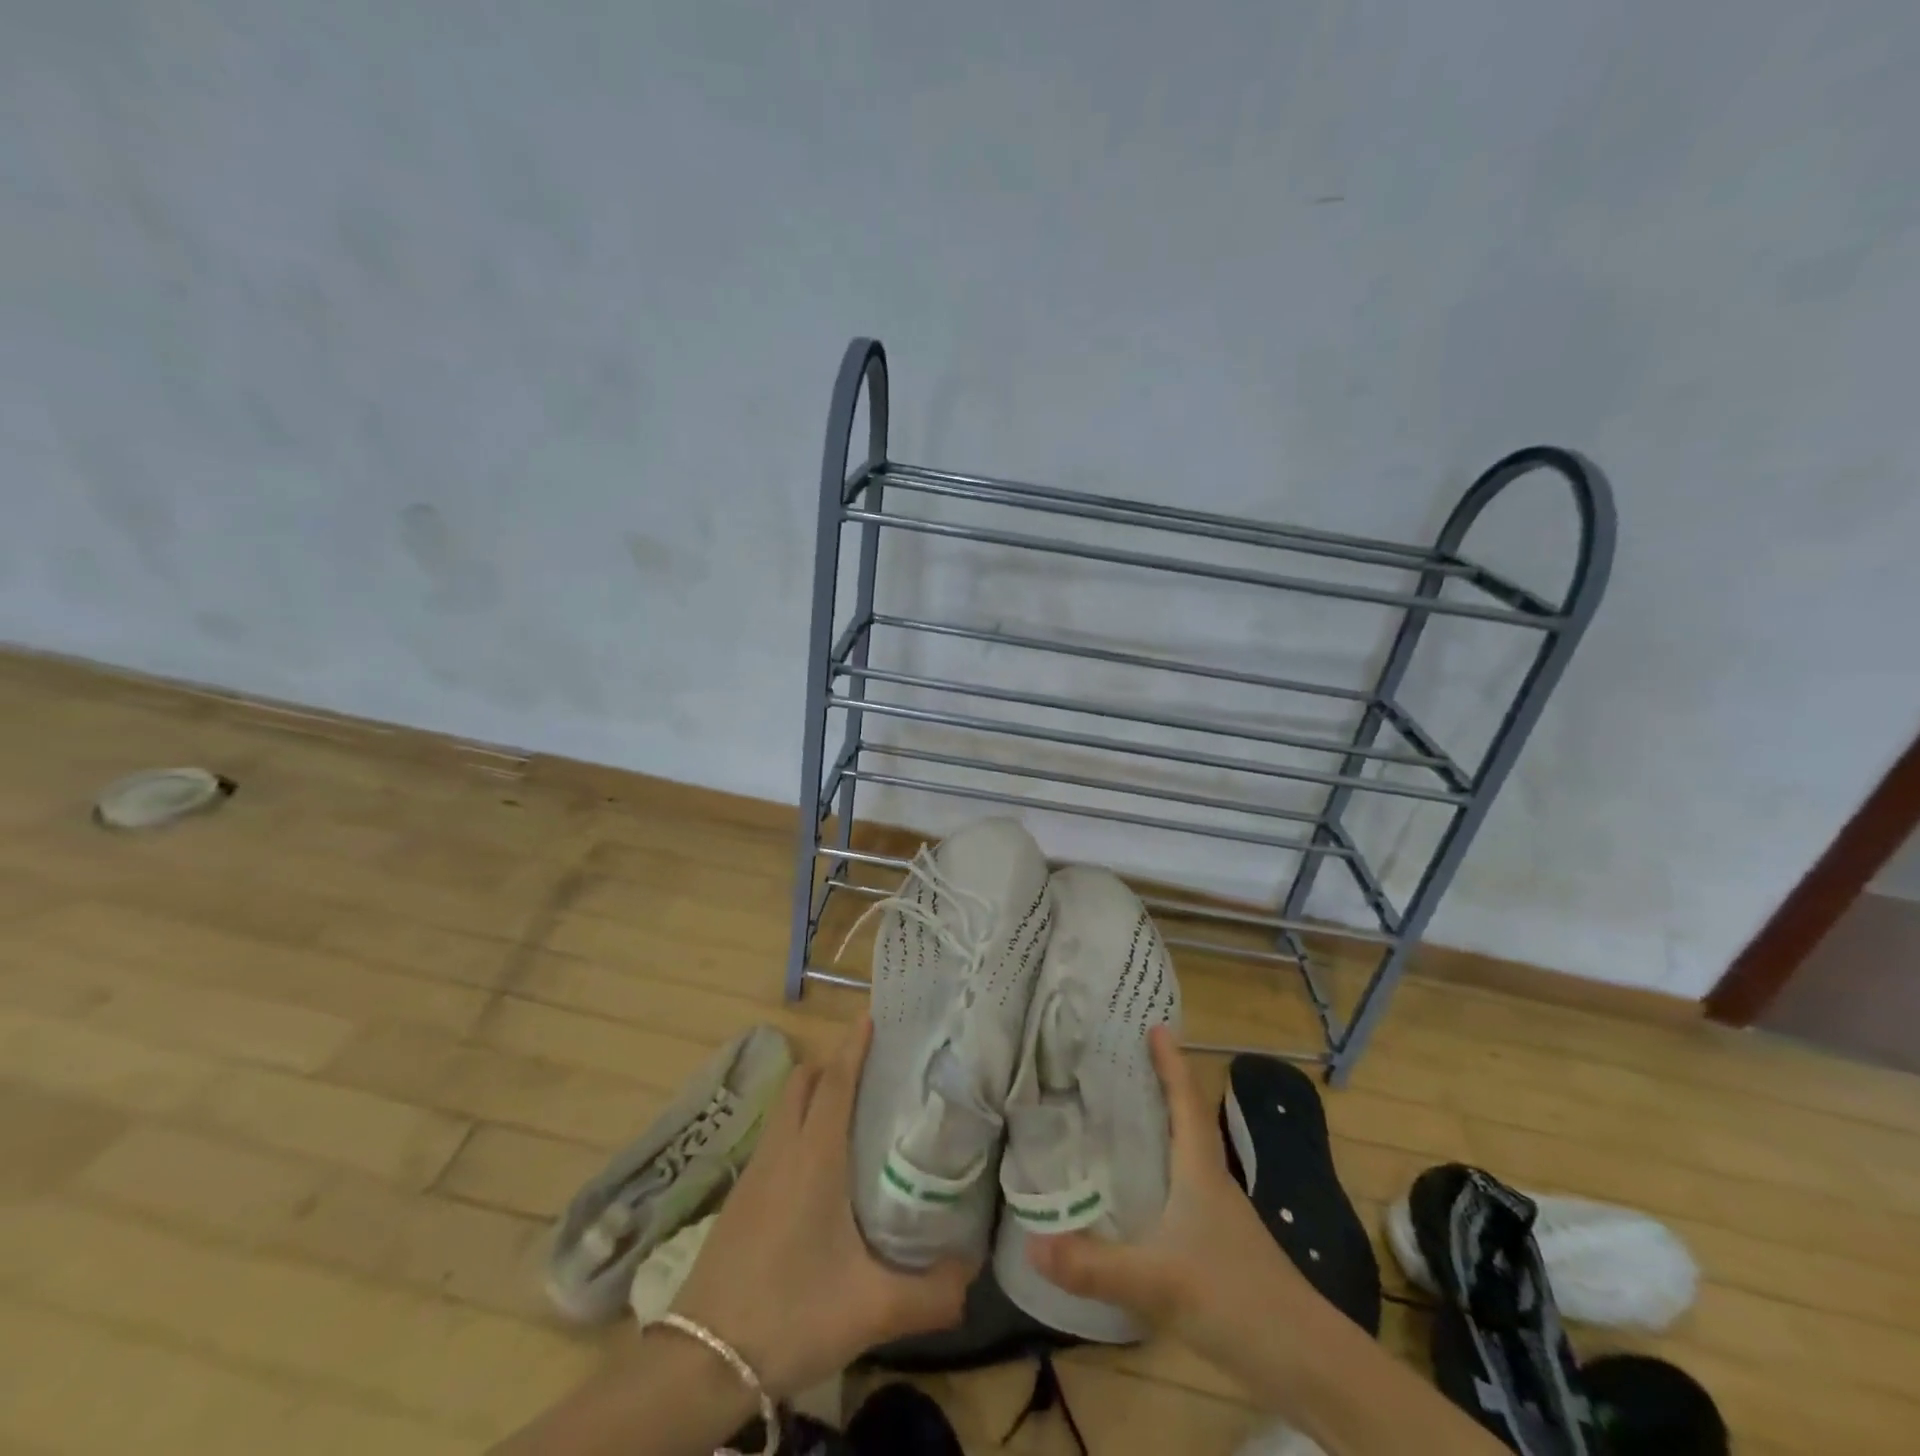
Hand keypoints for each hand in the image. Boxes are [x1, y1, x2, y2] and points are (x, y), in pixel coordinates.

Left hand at [670, 1017, 973, 1396]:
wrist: (700, 1361)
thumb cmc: (789, 1314)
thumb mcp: (870, 1309)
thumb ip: (930, 1293)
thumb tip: (973, 1275)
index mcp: (815, 1155)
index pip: (836, 1080)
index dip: (854, 1044)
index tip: (874, 1015)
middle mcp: (783, 1149)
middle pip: (805, 1080)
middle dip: (835, 1062)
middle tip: (875, 1068)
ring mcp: (756, 1171)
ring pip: (786, 1106)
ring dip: (815, 1091)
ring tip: (853, 1109)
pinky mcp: (740, 1197)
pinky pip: (775, 1135)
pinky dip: (798, 1124)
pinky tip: (819, 1165)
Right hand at [1026, 1027, 1319, 1376]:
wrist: (1308, 1363)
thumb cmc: (1236, 1299)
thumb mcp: (1157, 1282)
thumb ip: (1094, 1266)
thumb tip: (1031, 1242)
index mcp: (1200, 1170)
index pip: (1185, 1101)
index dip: (1171, 1063)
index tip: (1155, 1026)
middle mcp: (1211, 1182)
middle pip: (1185, 1121)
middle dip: (1157, 1089)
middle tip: (1117, 1067)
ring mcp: (1219, 1217)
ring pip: (1184, 1158)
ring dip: (1158, 1132)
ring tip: (1115, 1120)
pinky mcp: (1219, 1249)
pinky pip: (1182, 1193)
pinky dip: (1159, 1177)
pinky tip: (1134, 1197)